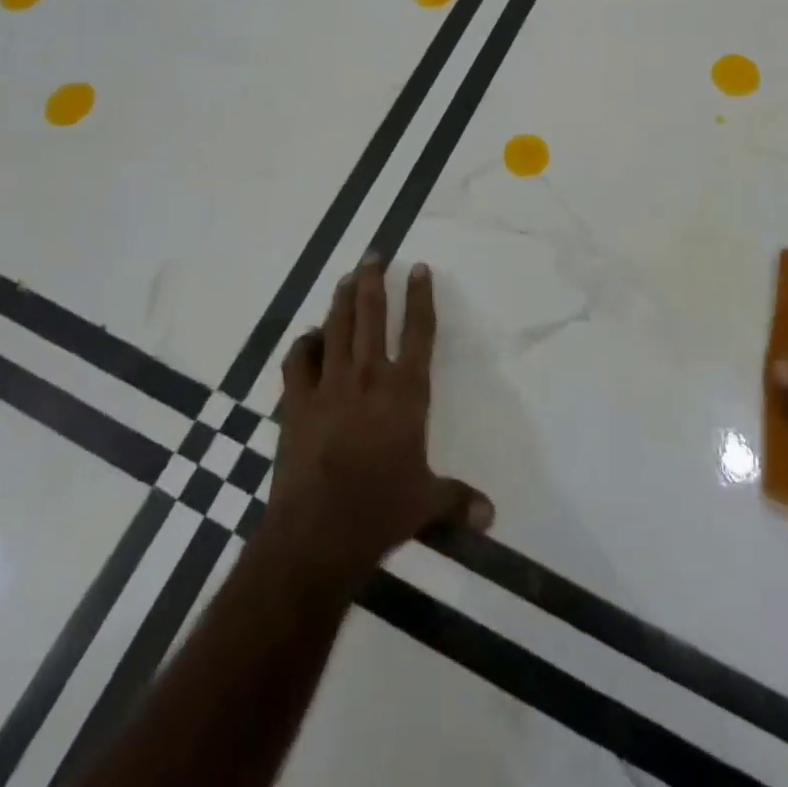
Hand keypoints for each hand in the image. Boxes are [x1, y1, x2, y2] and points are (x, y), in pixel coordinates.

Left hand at [265, 254, 493, 584]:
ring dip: (342, 298)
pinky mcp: (296, 402)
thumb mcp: (427, 505)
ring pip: (337, 327)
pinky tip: (309, 337)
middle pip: (372, 314)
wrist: (316, 534)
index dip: (421, 296)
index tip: (418, 267)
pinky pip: (298, 360)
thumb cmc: (380, 511)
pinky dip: (304, 344)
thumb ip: (459, 500)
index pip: (420, 331)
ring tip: (347, 276)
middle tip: (374, 254)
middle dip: (373, 280)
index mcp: (406, 391)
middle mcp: (369, 376)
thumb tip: (491, 516)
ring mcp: (329, 385)